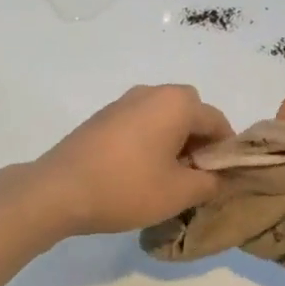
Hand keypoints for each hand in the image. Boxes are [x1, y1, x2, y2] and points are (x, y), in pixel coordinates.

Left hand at [32, 85, 232, 235]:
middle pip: (191, 112)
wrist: (58, 190)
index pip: (217, 121)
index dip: (226, 151)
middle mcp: (152, 92)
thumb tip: (220, 177)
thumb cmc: (126, 187)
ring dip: (174, 140)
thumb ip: (210, 182)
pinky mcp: (104, 116)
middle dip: (199, 141)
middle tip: (195, 176)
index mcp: (177, 103)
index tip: (221, 179)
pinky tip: (139, 171)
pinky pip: (141, 122)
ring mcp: (124, 101)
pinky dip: (150, 140)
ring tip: (167, 177)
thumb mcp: (179, 193)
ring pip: (164, 117)